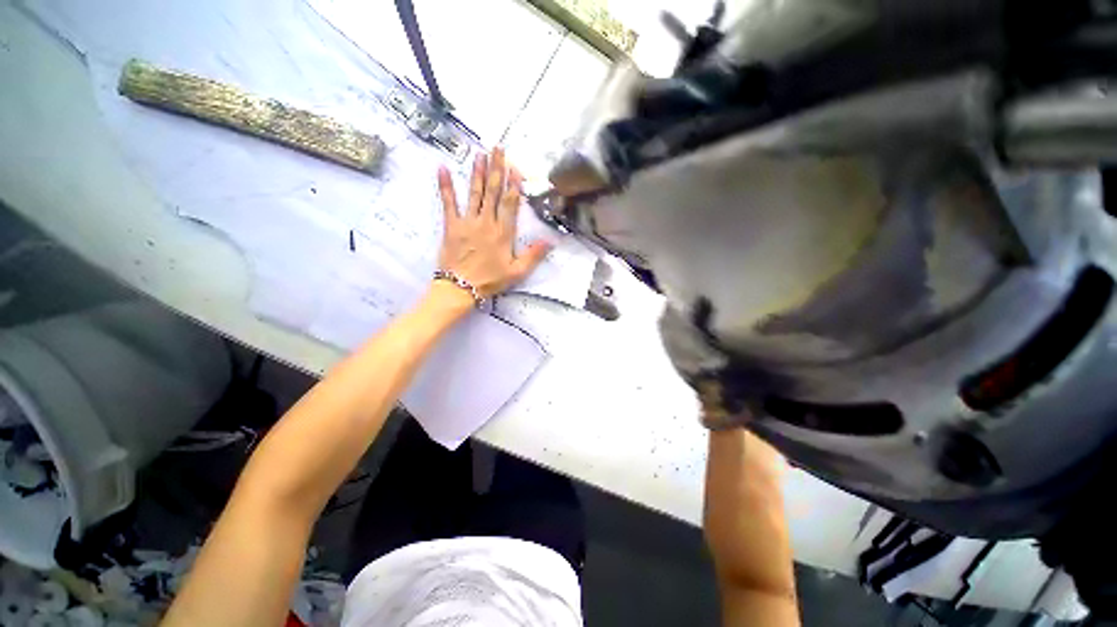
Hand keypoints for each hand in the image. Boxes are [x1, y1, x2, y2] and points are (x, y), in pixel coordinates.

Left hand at [436, 147, 550, 299]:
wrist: (461, 287)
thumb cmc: (491, 280)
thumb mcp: (517, 272)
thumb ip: (533, 255)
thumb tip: (551, 241)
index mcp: (503, 233)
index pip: (510, 203)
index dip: (513, 184)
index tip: (515, 167)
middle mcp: (486, 222)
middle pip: (493, 191)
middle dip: (496, 169)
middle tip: (498, 149)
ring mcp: (468, 222)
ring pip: (474, 192)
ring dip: (477, 172)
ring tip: (480, 153)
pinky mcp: (451, 225)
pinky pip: (448, 202)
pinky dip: (445, 186)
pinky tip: (443, 168)